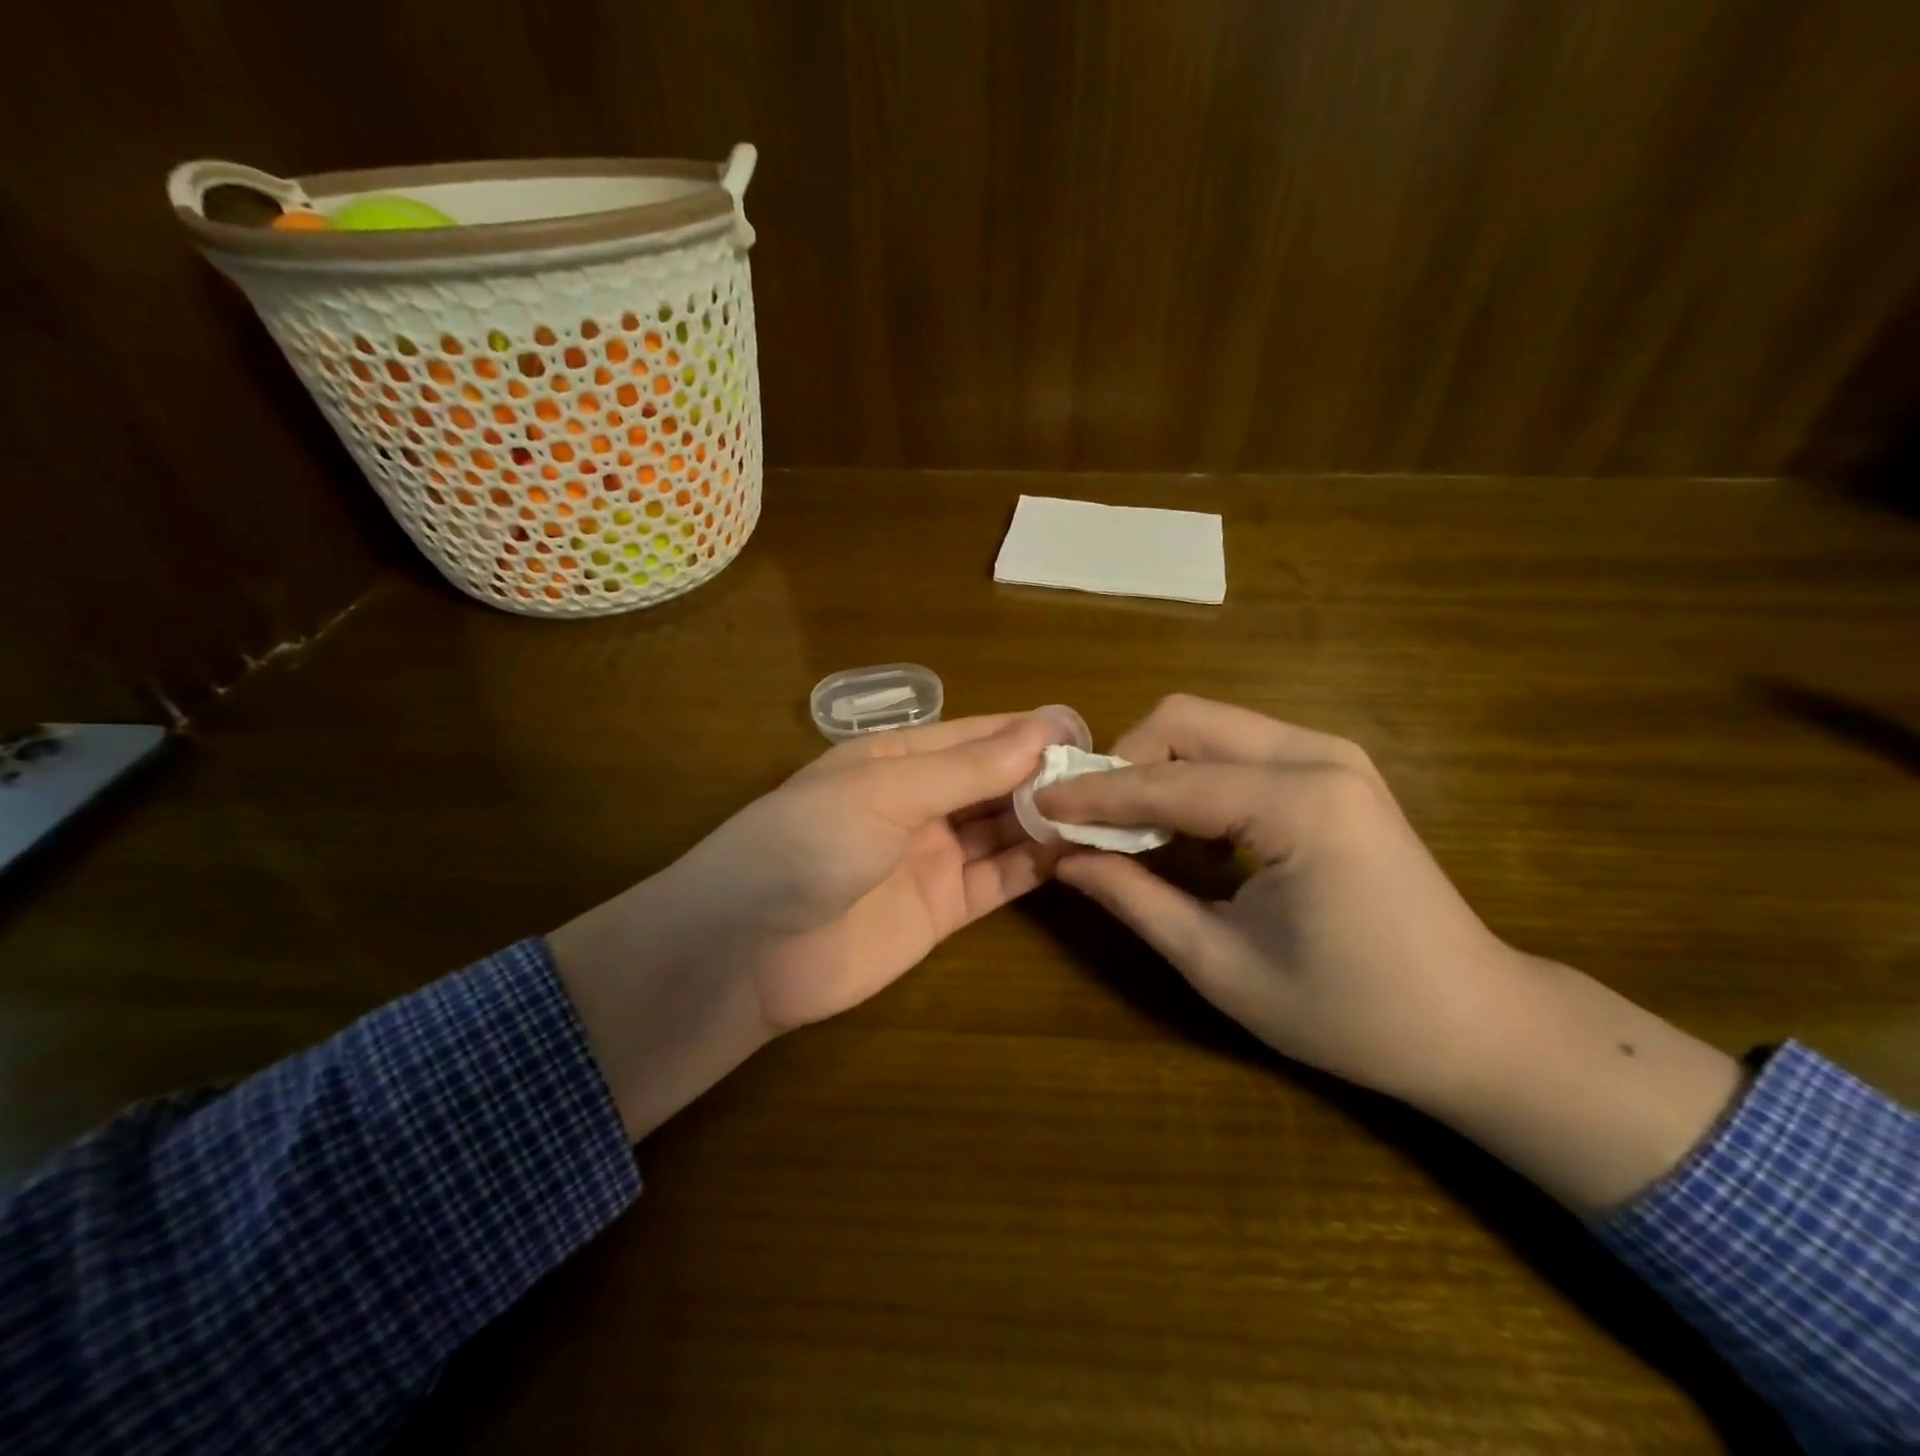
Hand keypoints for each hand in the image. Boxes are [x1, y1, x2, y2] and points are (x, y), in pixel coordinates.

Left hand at [550, 712, 1067, 1138]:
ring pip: (1005, 830)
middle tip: (1113, 779)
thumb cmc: (808, 842)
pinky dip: (1036, 867)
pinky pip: (1000, 880)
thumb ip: (967, 767)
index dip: (1032, 732)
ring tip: (1108, 814)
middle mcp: (920, 802)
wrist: (747, 951)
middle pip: (998, 782)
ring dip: (1050, 821)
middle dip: (1049, 778)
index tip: (1090, 733)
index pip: (980, 736)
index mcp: (899, 758)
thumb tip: (1046, 728)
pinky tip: (1077, 855)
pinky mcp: (943, 910)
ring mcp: (933, 857)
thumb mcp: (885, 790)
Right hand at [1036, 694, 1512, 1111]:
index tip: (1036, 806)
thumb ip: (1135, 900)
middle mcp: (1319, 756)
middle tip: (1092, 821)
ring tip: (1134, 831)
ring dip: (1157, 766)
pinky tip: (1190, 832)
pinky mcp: (1336, 768)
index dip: (1093, 796)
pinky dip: (1195, 776)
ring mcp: (1334, 755)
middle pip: (1186, 718)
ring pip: (1210, 723)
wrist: (1477, 1022)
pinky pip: (1238, 746)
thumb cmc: (1351, 1012)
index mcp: (1299, 805)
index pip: (1166, 783)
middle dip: (1125, 762)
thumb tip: (1064, 858)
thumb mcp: (1222, 966)